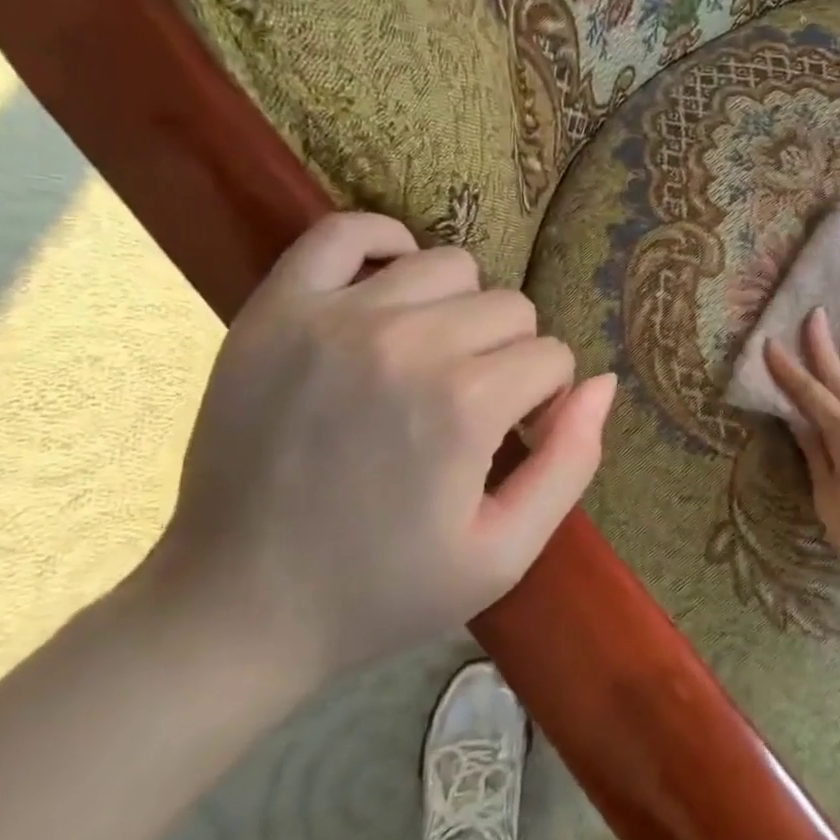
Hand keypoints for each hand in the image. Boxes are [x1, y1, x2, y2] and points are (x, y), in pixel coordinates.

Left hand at [143, 212, 614, 685]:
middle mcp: (407, 342)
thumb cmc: (382, 590)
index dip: (543, 401)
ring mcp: (335, 317)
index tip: (510, 438)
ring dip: (460, 309)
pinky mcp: (276, 310)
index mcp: (465, 404)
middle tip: (469, 407)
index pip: (553, 358)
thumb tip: (603, 383)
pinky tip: (389, 290)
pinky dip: (384, 245)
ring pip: (450, 265)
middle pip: (511, 308)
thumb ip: (571, 463)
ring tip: (431, 358)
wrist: (235, 609)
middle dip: (510, 357)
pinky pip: (346, 231)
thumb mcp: (504, 554)